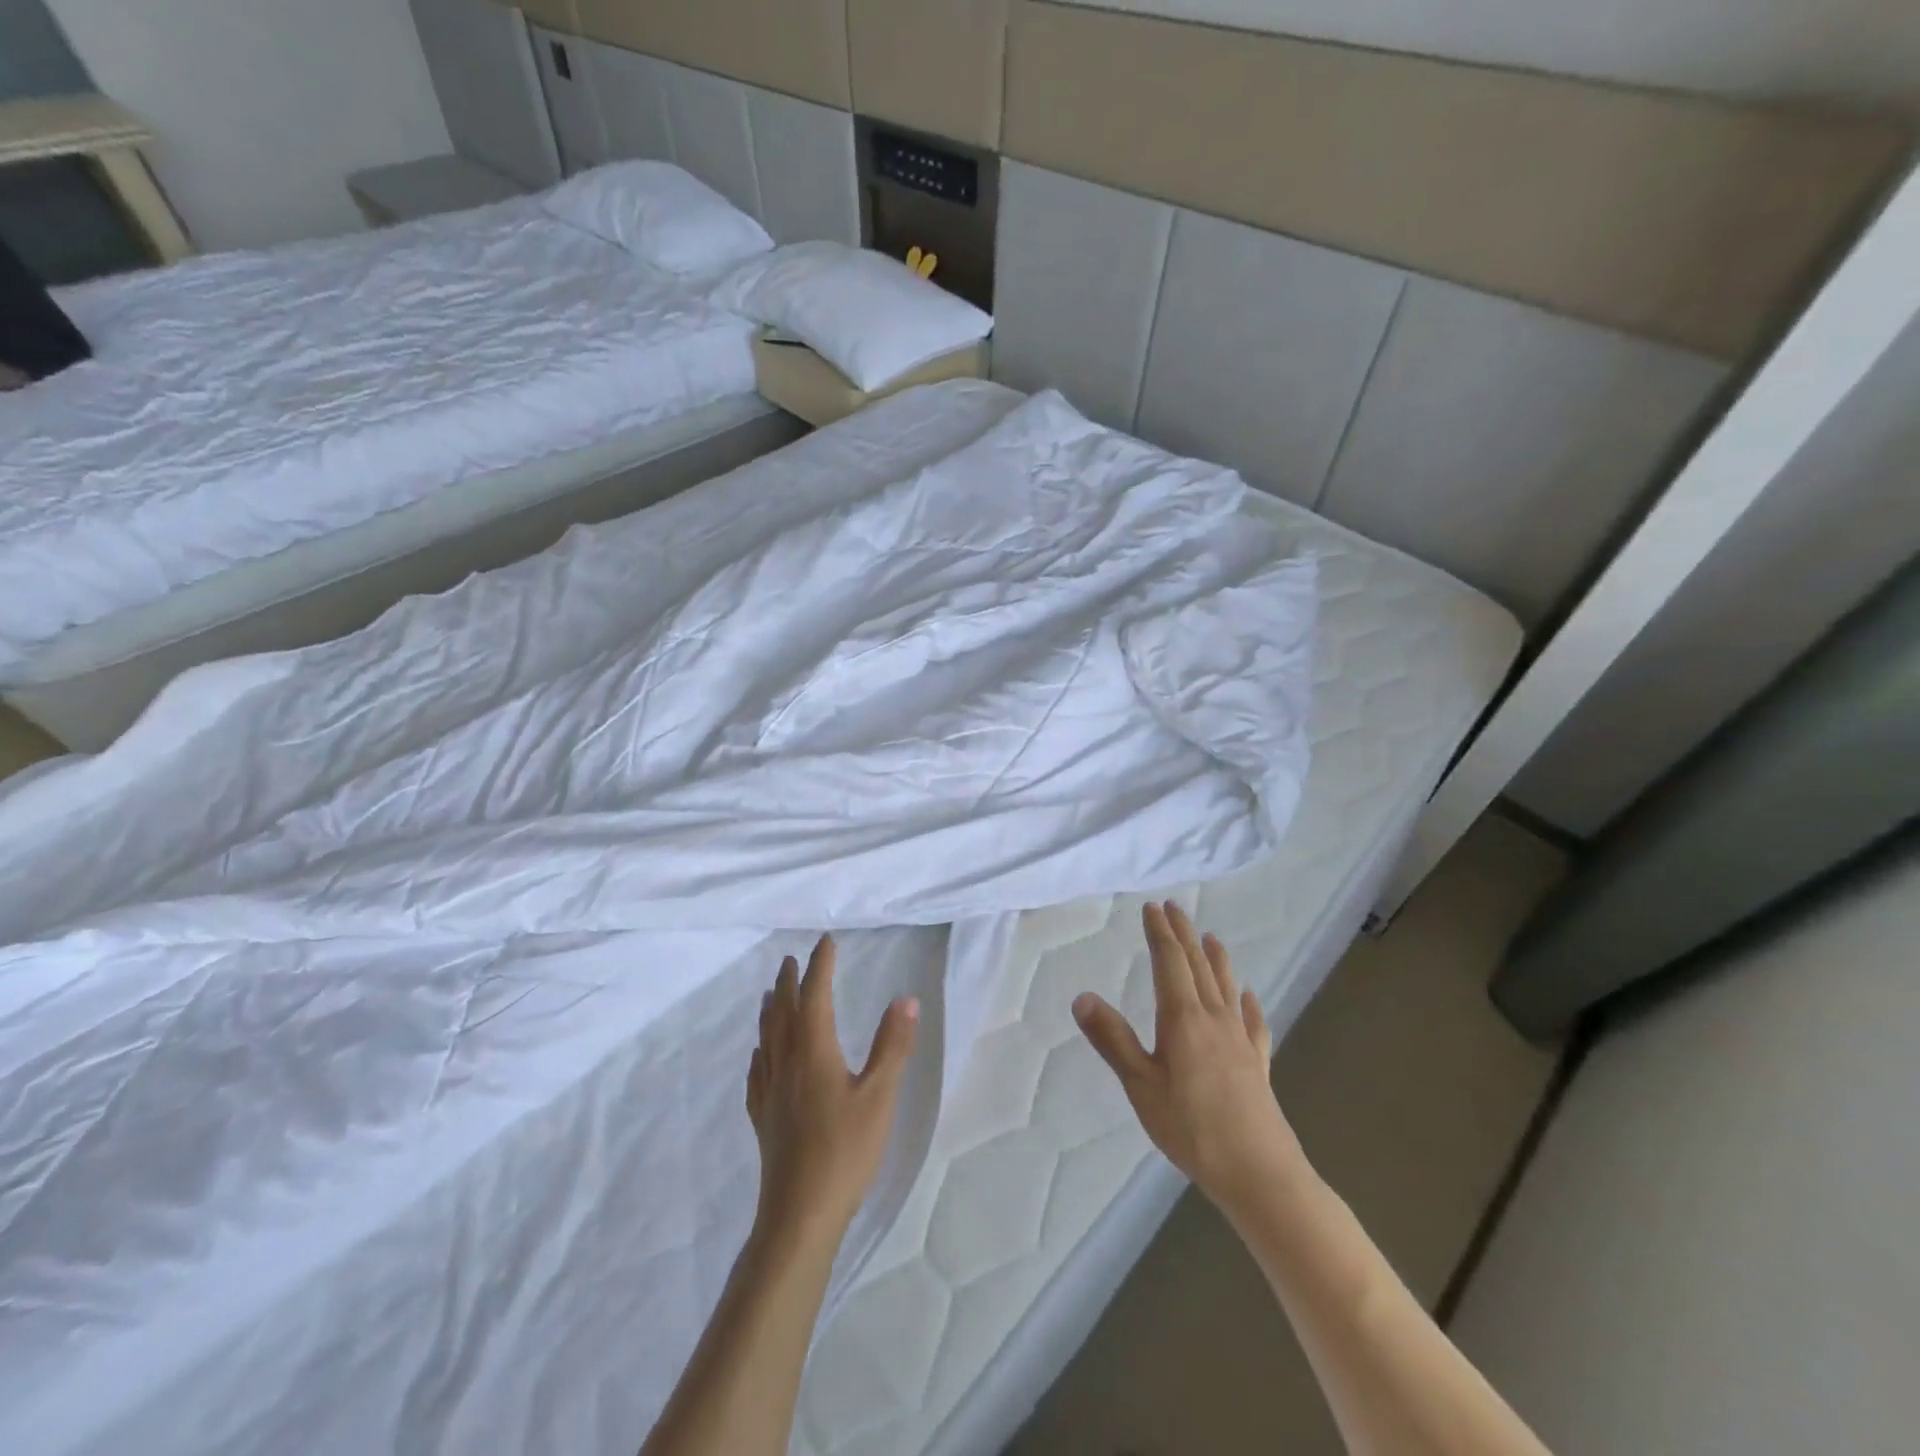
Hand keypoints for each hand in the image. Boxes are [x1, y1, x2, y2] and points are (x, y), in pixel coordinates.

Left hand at [747, 935, 919, 1247]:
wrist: (799, 1214)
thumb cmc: (845, 1151)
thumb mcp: (879, 1096)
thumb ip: (893, 1045)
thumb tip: (905, 998)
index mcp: (813, 1051)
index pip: (814, 996)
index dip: (819, 967)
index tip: (825, 943)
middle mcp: (786, 1063)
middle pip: (783, 1012)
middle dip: (789, 982)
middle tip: (792, 960)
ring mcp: (770, 1091)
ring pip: (766, 1038)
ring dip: (771, 1010)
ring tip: (770, 995)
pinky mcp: (763, 1117)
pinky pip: (757, 1071)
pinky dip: (760, 1051)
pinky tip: (760, 1056)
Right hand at [1074, 901, 1306, 1219]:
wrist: (1259, 1173)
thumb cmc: (1191, 1128)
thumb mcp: (1140, 1085)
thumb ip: (1112, 1039)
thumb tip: (1081, 996)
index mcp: (1183, 1018)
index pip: (1170, 962)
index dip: (1159, 933)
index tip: (1152, 908)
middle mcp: (1214, 1018)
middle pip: (1198, 965)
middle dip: (1184, 934)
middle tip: (1174, 908)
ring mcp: (1240, 1040)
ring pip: (1226, 987)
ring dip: (1216, 958)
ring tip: (1210, 937)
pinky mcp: (1257, 1064)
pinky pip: (1253, 1022)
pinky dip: (1248, 1003)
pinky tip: (1249, 997)